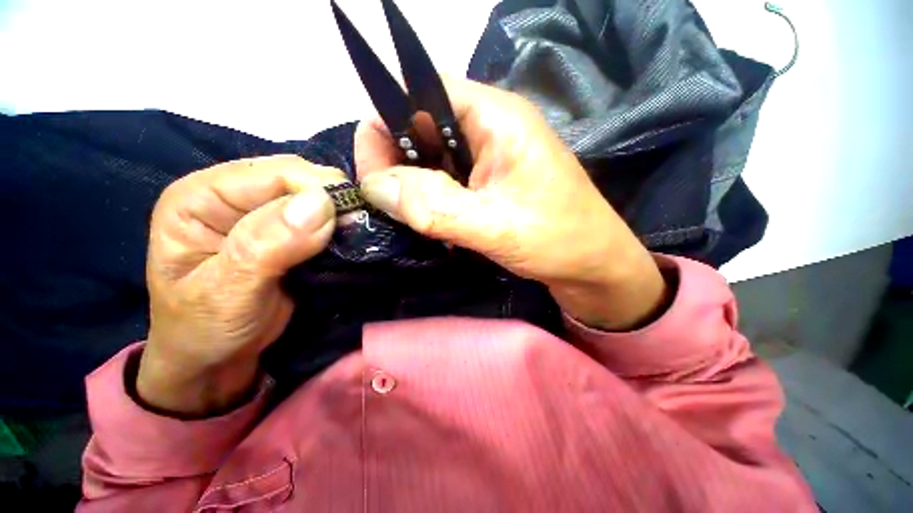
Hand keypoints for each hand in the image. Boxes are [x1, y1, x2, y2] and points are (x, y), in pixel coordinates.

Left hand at [139, 155, 345, 415]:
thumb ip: (265, 247)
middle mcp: (233, 195)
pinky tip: (350, 239)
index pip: (273, 173)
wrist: (216, 358)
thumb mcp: (226, 294)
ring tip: (356, 234)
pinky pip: (323, 217)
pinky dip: (341, 226)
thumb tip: (319, 205)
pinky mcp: (288, 232)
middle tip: (357, 228)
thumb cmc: (204, 330)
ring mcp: (263, 212)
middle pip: (298, 178)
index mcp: (200, 197)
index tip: (349, 218)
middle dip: (332, 200)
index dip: (316, 189)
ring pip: (315, 195)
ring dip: (340, 213)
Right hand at [355, 79, 666, 330]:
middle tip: (388, 205)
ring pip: (432, 157)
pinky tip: (432, 223)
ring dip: (413, 186)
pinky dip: (430, 199)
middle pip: (422, 126)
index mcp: (496, 117)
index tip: (372, 175)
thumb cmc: (558, 241)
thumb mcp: (493, 225)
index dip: (385, 125)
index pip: (419, 93)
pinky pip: (446, 180)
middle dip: (396, 163)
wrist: (593, 267)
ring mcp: (490, 157)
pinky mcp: (490, 183)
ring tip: (410, 218)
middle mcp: (490, 128)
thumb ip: (432, 205)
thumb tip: (374, 187)